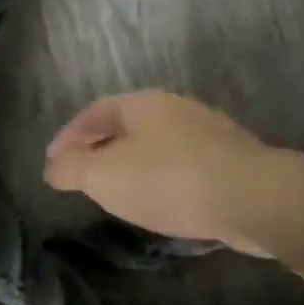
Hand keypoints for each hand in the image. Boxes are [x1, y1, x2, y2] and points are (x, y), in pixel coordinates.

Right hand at [44, 90, 264, 241]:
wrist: (252, 198)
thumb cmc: (167, 180)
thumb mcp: (104, 176)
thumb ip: (72, 169)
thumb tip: (54, 167)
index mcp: (142, 104)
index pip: (93, 112)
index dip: (67, 136)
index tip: (51, 162)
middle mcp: (175, 109)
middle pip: (125, 125)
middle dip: (98, 148)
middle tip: (79, 175)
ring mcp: (206, 133)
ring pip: (153, 145)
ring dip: (128, 165)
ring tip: (113, 190)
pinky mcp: (227, 161)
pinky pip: (177, 165)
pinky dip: (155, 178)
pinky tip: (155, 200)